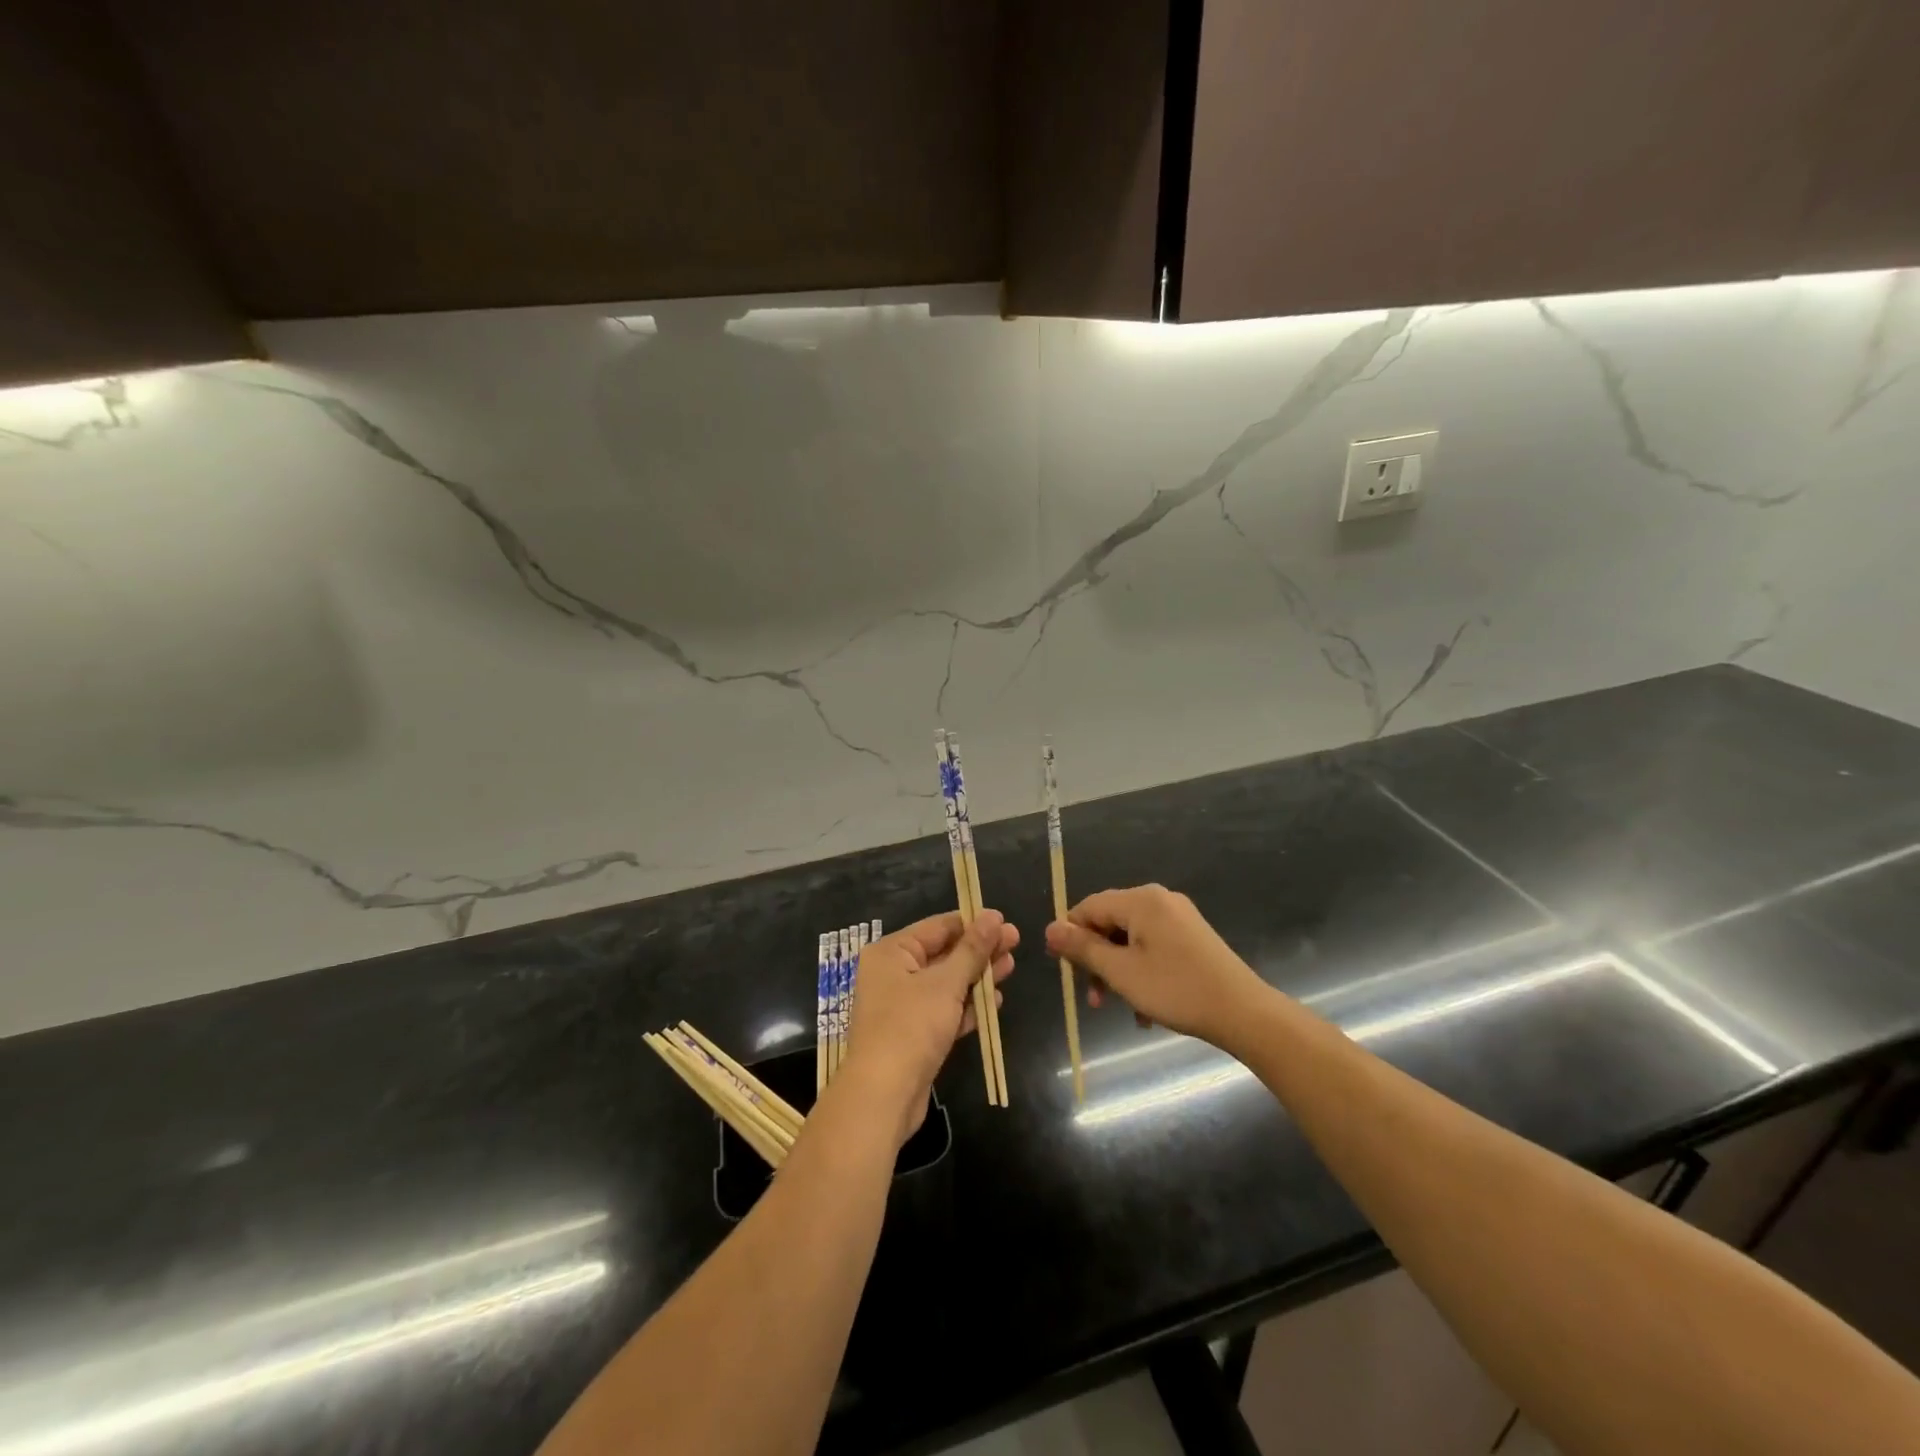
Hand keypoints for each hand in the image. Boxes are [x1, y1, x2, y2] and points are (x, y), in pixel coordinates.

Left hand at [843, 910, 1016, 1145]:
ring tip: (1011, 967)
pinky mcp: (914, 1034)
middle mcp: (893, 973)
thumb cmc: (910, 1027)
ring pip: (947, 982)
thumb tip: (993, 917)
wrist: (883, 1096)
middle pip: (944, 953)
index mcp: (892, 952)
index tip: (1005, 922)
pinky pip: (944, 1010)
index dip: (973, 923)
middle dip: (979, 950)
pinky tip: (994, 1003)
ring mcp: (903, 1005)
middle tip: (1016, 942)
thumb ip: (972, 950)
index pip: (938, 926)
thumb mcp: (945, 983)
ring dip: (978, 977)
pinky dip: (967, 1005)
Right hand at [1045, 885, 1266, 1048]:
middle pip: (1110, 922)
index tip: (1062, 969)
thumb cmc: (1177, 990)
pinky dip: (1141, 972)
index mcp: (1141, 900)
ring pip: (1130, 939)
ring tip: (1119, 1008)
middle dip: (1097, 960)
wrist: (1244, 1013)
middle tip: (1093, 998)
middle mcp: (1159, 900)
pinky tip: (1146, 1009)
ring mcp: (1178, 917)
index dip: (1069, 935)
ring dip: (1118, 972)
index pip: (1088, 907)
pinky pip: (1152, 947)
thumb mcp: (1121, 973)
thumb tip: (1050, 929)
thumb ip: (1083, 949)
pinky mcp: (1192, 937)